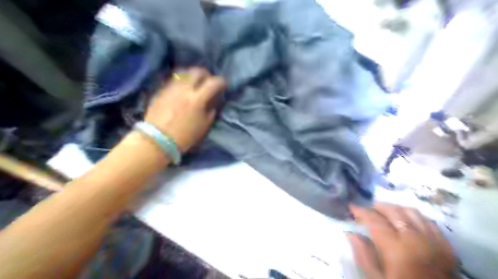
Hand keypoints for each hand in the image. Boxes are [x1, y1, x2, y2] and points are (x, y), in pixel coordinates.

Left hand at [145, 66, 226, 152]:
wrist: (157, 140)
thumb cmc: (185, 136)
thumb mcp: (204, 126)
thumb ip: (211, 111)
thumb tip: (213, 101)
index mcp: (198, 99)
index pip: (214, 82)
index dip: (222, 82)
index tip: (224, 86)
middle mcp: (185, 88)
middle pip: (197, 71)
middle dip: (206, 74)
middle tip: (209, 82)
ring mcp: (171, 88)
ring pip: (184, 73)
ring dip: (192, 76)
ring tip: (195, 83)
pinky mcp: (161, 90)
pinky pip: (174, 80)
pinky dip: (181, 81)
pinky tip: (182, 89)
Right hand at [347, 202, 453, 278]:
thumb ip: (364, 255)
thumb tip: (351, 234)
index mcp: (396, 248)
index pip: (375, 220)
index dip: (362, 211)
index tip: (352, 207)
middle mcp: (416, 239)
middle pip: (394, 211)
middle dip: (377, 207)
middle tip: (367, 210)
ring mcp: (434, 242)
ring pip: (412, 212)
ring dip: (395, 209)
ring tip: (386, 213)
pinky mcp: (447, 247)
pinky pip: (429, 222)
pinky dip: (415, 217)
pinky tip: (407, 222)